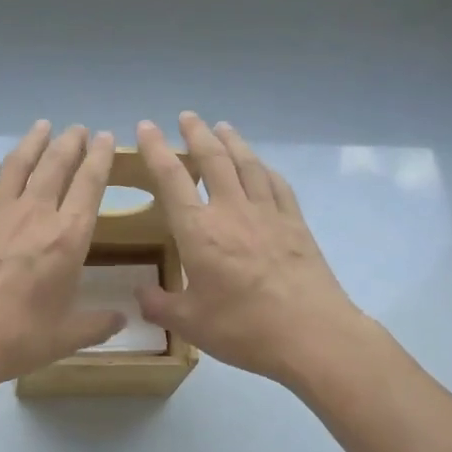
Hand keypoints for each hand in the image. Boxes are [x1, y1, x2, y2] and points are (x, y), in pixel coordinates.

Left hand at [0, 121, 123, 401]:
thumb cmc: (14, 338)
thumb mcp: (65, 337)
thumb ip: (96, 324)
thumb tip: (122, 319)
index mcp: (67, 239)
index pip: (89, 185)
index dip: (100, 158)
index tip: (105, 138)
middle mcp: (34, 214)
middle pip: (55, 165)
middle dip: (70, 143)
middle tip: (77, 129)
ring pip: (18, 165)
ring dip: (32, 143)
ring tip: (42, 127)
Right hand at [135, 113, 364, 385]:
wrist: (311, 335)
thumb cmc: (243, 328)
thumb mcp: (190, 323)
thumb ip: (159, 305)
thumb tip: (139, 294)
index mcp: (199, 232)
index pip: (171, 178)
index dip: (155, 149)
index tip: (146, 127)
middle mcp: (232, 211)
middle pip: (213, 159)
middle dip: (197, 134)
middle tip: (186, 117)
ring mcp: (269, 214)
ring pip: (248, 165)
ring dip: (233, 142)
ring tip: (223, 127)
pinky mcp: (296, 225)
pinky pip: (278, 185)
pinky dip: (265, 169)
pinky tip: (262, 166)